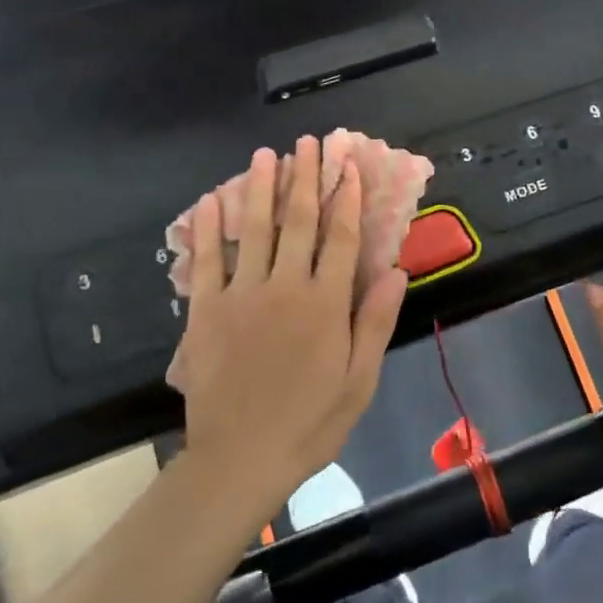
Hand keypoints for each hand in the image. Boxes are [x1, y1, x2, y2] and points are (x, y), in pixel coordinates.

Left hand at [171, 137, 408, 522]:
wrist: (241, 460)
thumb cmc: (310, 423)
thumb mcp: (360, 381)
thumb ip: (375, 322)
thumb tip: (397, 269)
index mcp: (325, 304)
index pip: (341, 238)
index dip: (347, 198)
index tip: (349, 166)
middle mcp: (285, 287)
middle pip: (298, 221)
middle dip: (305, 178)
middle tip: (308, 143)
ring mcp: (241, 295)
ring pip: (254, 229)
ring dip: (260, 188)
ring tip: (266, 154)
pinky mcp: (206, 311)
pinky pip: (206, 261)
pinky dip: (208, 228)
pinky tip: (211, 200)